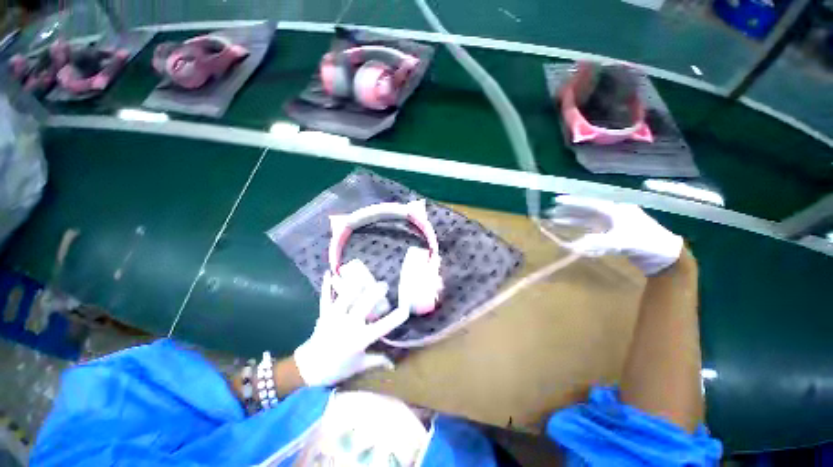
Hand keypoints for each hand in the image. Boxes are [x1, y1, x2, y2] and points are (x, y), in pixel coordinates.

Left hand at [294, 271, 409, 385]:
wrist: (308, 369)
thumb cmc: (337, 368)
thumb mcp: (360, 366)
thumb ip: (377, 361)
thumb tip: (394, 364)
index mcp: (360, 339)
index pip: (382, 327)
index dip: (395, 318)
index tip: (405, 309)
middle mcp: (349, 326)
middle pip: (364, 305)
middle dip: (375, 293)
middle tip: (384, 285)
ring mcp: (335, 318)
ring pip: (345, 298)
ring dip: (354, 285)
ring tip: (362, 275)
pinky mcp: (324, 314)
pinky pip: (325, 298)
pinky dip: (326, 286)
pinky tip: (328, 273)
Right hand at [546, 195, 683, 275]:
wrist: (666, 257)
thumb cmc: (648, 244)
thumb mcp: (624, 242)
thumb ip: (598, 242)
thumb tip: (573, 246)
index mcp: (616, 210)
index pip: (590, 203)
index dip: (572, 202)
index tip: (556, 200)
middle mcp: (613, 213)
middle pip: (586, 209)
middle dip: (568, 211)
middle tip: (551, 212)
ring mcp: (613, 223)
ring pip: (587, 219)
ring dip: (572, 220)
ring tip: (556, 221)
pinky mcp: (613, 233)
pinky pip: (592, 228)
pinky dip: (580, 229)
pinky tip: (571, 230)